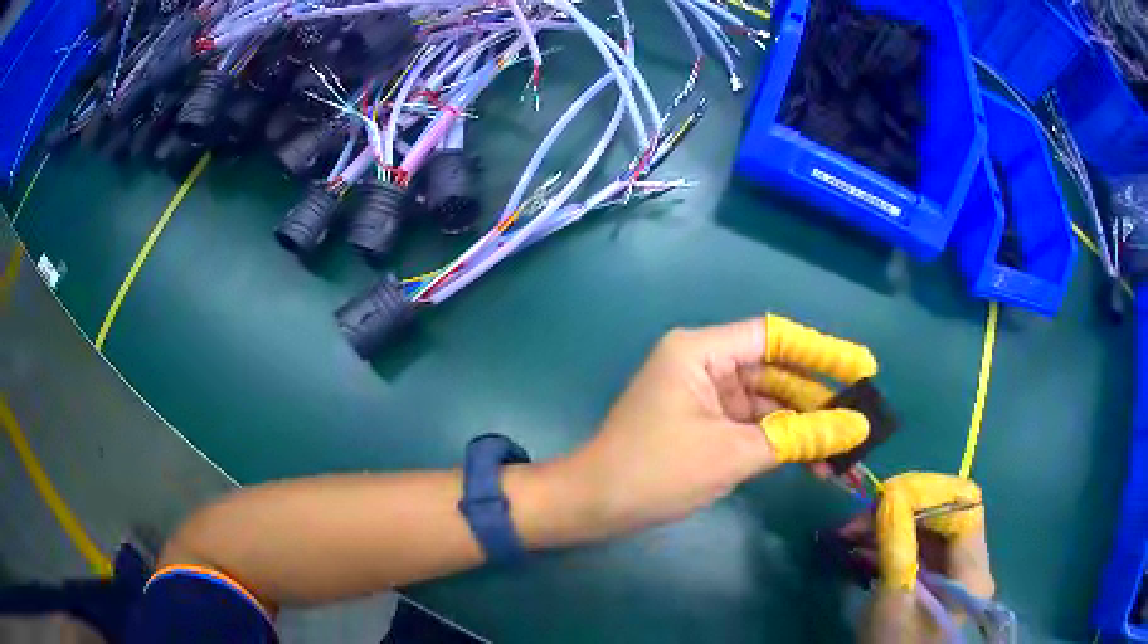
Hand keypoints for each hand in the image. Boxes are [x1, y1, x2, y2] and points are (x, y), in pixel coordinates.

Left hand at [563, 315, 878, 538]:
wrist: (593, 506)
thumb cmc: (656, 472)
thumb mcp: (733, 455)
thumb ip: (797, 438)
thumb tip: (856, 427)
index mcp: (702, 351)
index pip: (775, 338)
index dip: (823, 351)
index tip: (864, 366)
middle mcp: (704, 362)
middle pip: (775, 371)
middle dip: (817, 400)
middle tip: (861, 419)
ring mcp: (703, 394)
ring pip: (767, 402)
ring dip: (802, 427)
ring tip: (845, 451)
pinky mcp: (703, 422)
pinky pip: (751, 424)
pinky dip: (779, 441)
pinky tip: (813, 461)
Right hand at [858, 473, 994, 641]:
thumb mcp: (893, 602)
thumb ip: (897, 547)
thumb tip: (888, 496)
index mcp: (972, 570)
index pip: (964, 505)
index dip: (928, 492)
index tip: (885, 497)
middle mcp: (973, 564)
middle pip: (947, 514)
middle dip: (902, 508)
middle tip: (859, 518)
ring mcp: (958, 573)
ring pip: (932, 530)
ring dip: (893, 525)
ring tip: (852, 534)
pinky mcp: (941, 582)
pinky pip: (922, 549)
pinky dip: (894, 543)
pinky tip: (864, 549)